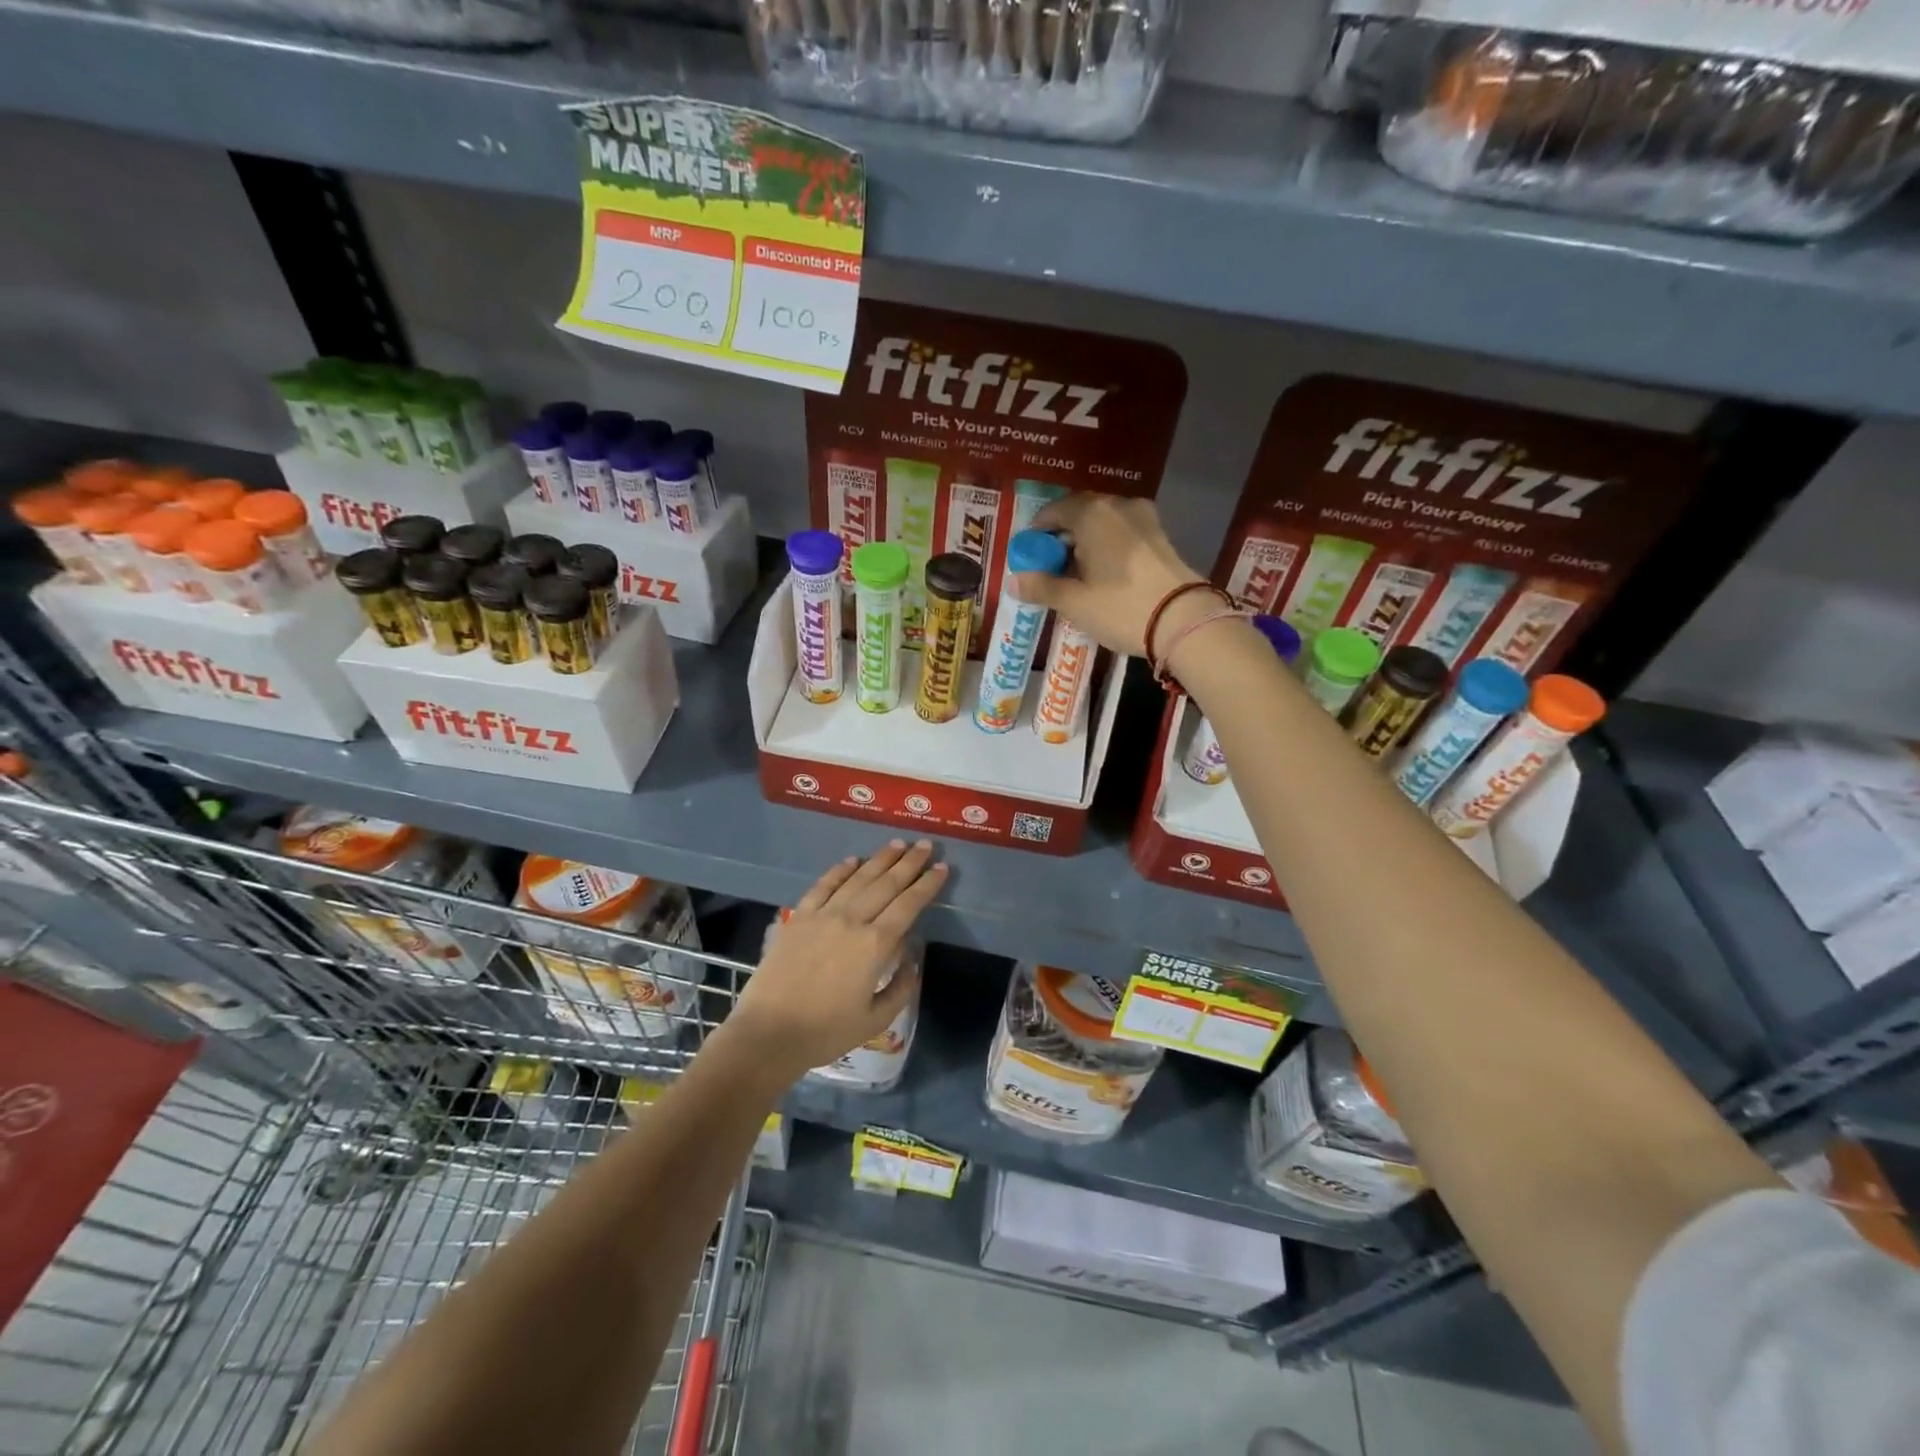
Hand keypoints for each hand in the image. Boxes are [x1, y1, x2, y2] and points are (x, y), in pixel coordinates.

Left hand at [729, 841, 944, 1079]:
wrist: (768, 1033)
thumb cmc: (826, 1032)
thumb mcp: (876, 1020)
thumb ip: (900, 988)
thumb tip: (911, 960)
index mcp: (875, 945)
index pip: (908, 905)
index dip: (927, 885)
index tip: (942, 868)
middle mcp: (852, 920)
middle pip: (886, 884)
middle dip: (909, 863)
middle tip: (926, 845)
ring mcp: (822, 915)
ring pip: (857, 879)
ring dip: (880, 859)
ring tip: (897, 844)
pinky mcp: (798, 917)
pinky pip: (823, 886)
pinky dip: (839, 870)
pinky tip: (852, 860)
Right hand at [1011, 493, 1204, 657]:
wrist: (1183, 619)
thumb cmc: (1120, 607)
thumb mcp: (1074, 602)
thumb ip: (1041, 587)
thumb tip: (1013, 582)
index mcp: (1091, 513)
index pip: (1052, 512)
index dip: (1035, 534)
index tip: (1028, 557)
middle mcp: (1117, 505)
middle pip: (1078, 514)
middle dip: (1060, 538)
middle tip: (1049, 567)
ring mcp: (1143, 517)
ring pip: (1103, 523)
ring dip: (1085, 542)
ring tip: (1076, 574)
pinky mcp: (1160, 535)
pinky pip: (1122, 533)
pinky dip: (1107, 546)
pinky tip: (1103, 573)